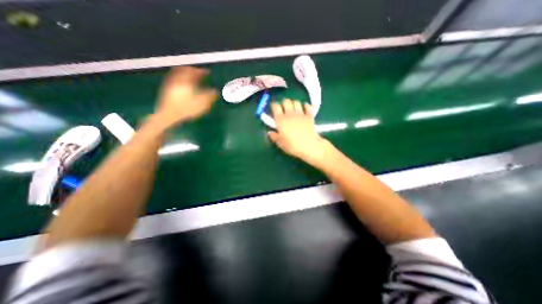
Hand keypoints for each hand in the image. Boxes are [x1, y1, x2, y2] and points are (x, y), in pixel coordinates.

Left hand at [153, 66, 217, 127]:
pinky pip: (174, 79)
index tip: (207, 72)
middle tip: (198, 73)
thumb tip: (216, 91)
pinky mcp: (166, 90)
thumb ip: (209, 96)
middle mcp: (177, 79)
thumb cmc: (187, 108)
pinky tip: (183, 84)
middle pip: (184, 70)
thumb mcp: (202, 103)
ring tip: (191, 77)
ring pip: (178, 74)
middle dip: (192, 70)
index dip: (201, 71)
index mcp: (186, 81)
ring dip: (185, 73)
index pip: (194, 72)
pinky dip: (180, 79)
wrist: (169, 115)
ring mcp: (170, 84)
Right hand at [267, 98, 330, 165]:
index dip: (273, 106)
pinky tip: (304, 108)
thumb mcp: (280, 143)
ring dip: (293, 103)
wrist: (309, 146)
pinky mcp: (309, 116)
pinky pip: (308, 107)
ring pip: (296, 102)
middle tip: (283, 109)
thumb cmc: (292, 145)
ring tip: (293, 109)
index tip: (273, 109)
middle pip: (286, 101)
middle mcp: (290, 114)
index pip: (275, 106)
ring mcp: (300, 114)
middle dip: (283, 103)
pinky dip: (306, 106)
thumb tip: (269, 132)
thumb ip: (274, 136)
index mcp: (280, 120)